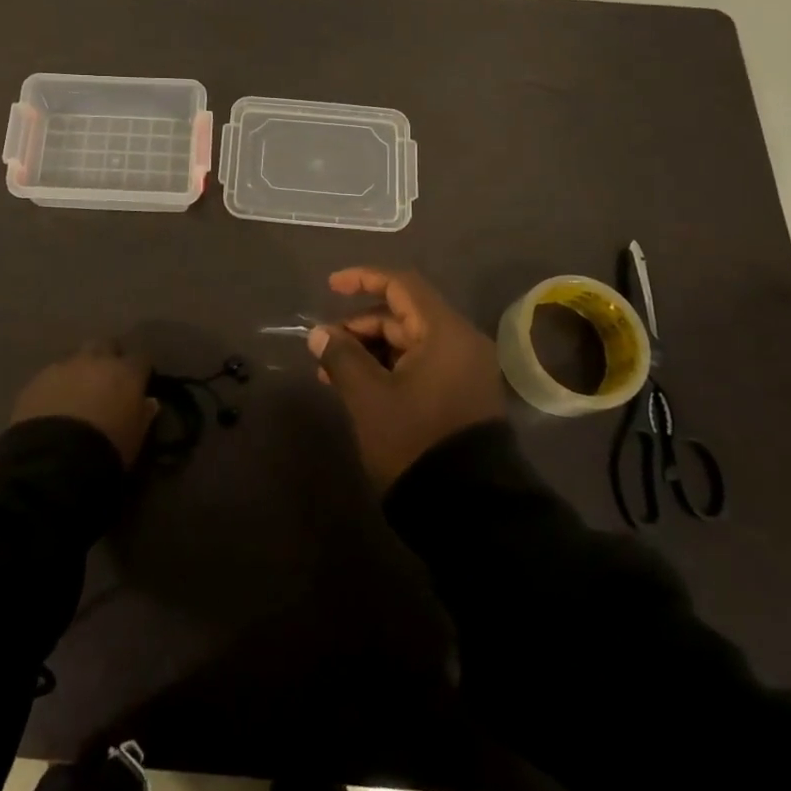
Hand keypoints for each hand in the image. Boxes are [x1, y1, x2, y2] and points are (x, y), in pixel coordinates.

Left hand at [11, 340, 159, 467]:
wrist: (54, 459)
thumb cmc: (107, 448)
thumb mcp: (136, 438)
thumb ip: (144, 415)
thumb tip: (149, 402)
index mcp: (126, 372)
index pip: (141, 358)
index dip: (139, 369)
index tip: (139, 382)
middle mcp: (96, 360)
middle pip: (106, 345)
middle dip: (107, 357)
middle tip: (106, 379)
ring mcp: (64, 367)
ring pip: (76, 357)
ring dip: (80, 369)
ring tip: (77, 392)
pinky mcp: (36, 379)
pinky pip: (51, 374)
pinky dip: (55, 384)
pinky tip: (52, 403)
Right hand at [309, 267, 504, 488]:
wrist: (471, 511)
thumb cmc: (416, 440)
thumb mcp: (369, 397)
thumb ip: (342, 357)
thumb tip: (320, 333)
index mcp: (445, 333)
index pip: (401, 286)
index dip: (363, 279)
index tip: (330, 287)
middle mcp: (461, 344)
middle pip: (403, 316)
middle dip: (360, 326)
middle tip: (324, 347)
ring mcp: (464, 372)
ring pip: (409, 344)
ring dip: (370, 351)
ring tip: (332, 373)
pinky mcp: (461, 397)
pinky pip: (420, 366)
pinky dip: (388, 369)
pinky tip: (358, 388)